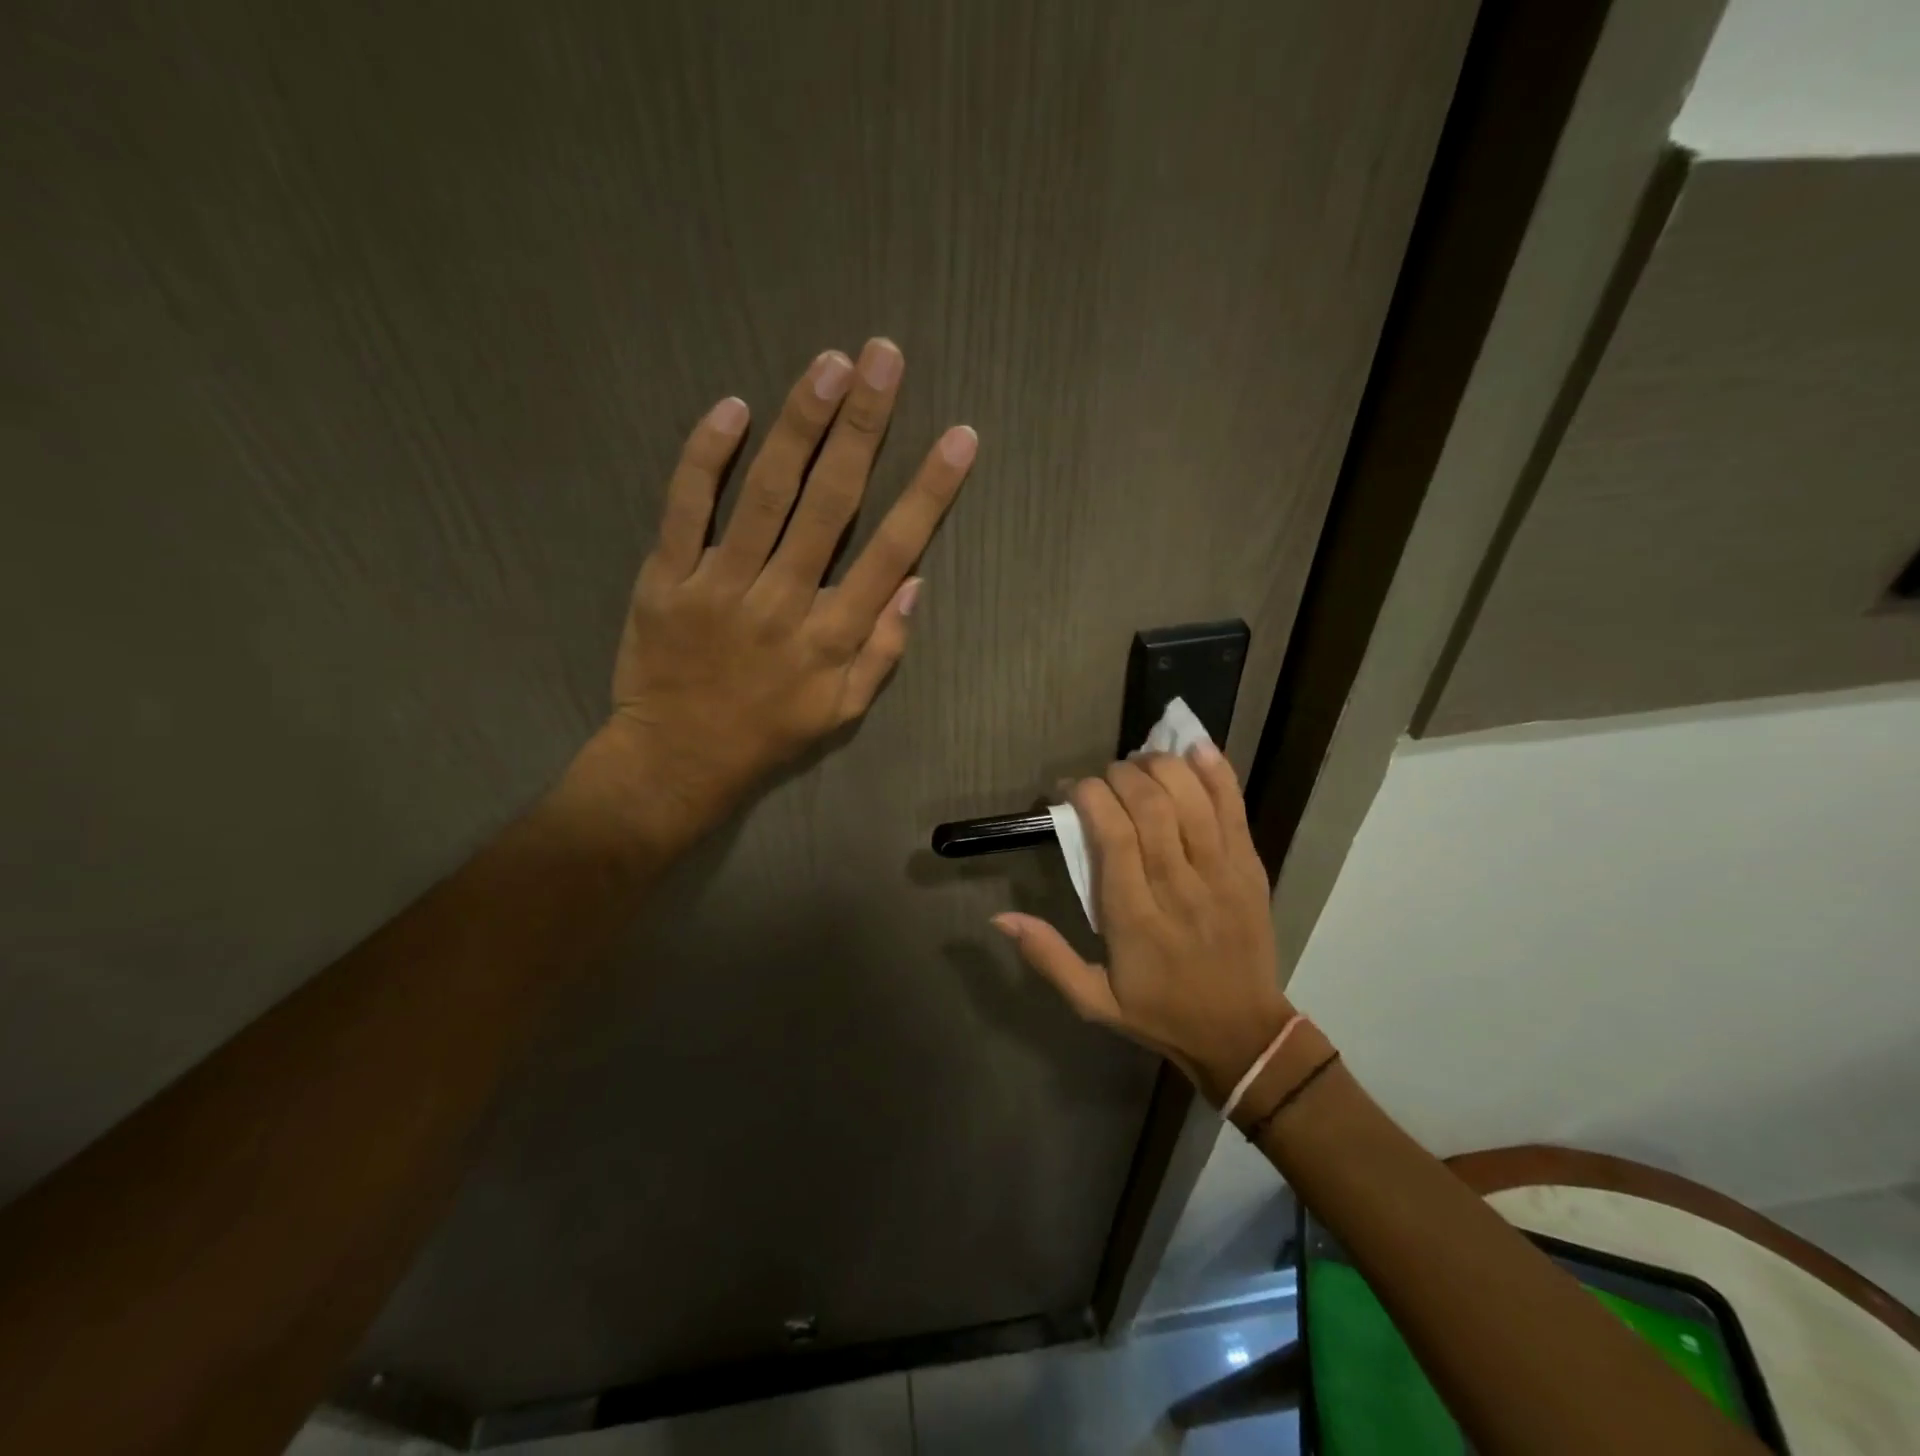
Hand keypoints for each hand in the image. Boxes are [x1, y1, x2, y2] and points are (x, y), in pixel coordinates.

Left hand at [589, 339, 975, 855]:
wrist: (677, 759)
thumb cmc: (770, 734)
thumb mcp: (844, 712)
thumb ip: (883, 650)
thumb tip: (914, 582)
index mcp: (832, 636)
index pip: (892, 550)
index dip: (928, 492)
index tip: (958, 438)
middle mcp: (783, 601)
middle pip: (830, 504)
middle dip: (863, 427)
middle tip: (884, 359)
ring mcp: (719, 586)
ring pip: (764, 494)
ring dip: (799, 425)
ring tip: (829, 366)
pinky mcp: (665, 579)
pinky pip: (684, 509)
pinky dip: (705, 457)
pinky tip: (732, 409)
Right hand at [992, 746, 1293, 1104]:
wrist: (1242, 1035)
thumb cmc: (1161, 1012)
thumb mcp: (1093, 1001)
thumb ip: (1048, 957)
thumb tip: (999, 917)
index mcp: (1134, 919)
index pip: (1112, 836)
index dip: (1089, 796)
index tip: (1071, 790)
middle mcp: (1177, 888)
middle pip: (1151, 807)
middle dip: (1121, 776)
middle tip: (1104, 777)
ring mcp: (1221, 875)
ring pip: (1192, 800)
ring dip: (1163, 768)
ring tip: (1142, 763)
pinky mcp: (1251, 869)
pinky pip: (1235, 809)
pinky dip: (1216, 774)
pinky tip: (1196, 748)